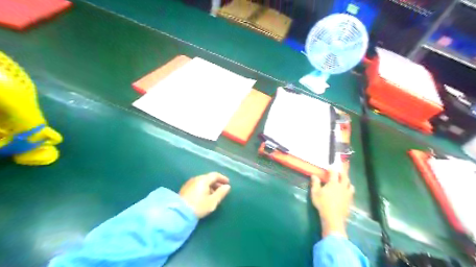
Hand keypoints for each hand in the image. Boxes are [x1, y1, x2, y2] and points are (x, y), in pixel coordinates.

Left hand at [179, 173, 231, 218]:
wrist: (179, 213)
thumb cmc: (198, 206)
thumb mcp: (212, 201)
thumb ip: (221, 193)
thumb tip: (227, 186)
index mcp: (203, 180)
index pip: (215, 175)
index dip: (222, 178)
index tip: (228, 183)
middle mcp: (196, 179)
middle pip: (208, 178)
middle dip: (216, 183)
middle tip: (222, 190)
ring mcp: (189, 183)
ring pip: (203, 182)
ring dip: (210, 186)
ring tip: (214, 194)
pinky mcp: (185, 189)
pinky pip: (197, 185)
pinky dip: (204, 188)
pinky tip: (205, 196)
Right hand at [311, 168, 354, 237]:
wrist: (333, 218)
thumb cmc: (322, 204)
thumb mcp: (315, 193)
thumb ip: (315, 183)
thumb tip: (314, 175)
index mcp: (333, 183)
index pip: (334, 173)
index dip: (332, 169)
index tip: (330, 167)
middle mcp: (342, 187)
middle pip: (345, 177)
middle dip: (342, 173)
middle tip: (340, 171)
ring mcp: (347, 194)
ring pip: (350, 185)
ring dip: (347, 181)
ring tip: (345, 181)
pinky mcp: (350, 201)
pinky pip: (351, 193)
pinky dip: (349, 190)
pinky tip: (346, 192)